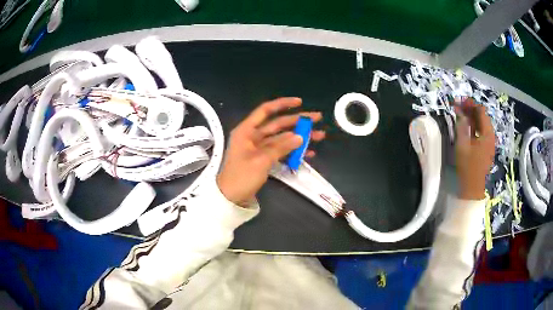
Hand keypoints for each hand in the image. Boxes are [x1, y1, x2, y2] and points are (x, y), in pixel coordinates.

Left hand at [217, 97, 324, 205]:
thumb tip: (300, 136)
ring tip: (319, 136)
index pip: (265, 110)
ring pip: (282, 138)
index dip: (283, 104)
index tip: (300, 102)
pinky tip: (308, 153)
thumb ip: (281, 147)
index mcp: (247, 131)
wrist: (230, 198)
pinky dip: (293, 151)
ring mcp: (259, 148)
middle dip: (298, 121)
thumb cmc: (241, 177)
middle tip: (317, 119)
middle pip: (278, 124)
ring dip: (299, 137)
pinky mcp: (263, 159)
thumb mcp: (261, 161)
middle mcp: (253, 136)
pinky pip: (280, 151)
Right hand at [455, 99, 495, 199]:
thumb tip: (460, 113)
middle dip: (470, 109)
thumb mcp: (462, 146)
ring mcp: (489, 142)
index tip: (458, 102)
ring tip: (460, 115)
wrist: (472, 188)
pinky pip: (481, 131)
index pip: (480, 111)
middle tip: (457, 107)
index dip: (469, 104)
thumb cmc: (468, 167)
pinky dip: (474, 126)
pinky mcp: (486, 148)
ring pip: (481, 123)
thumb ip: (462, 127)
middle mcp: (490, 135)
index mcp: (487, 134)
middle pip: (482, 116)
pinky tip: (466, 127)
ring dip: (471, 117)